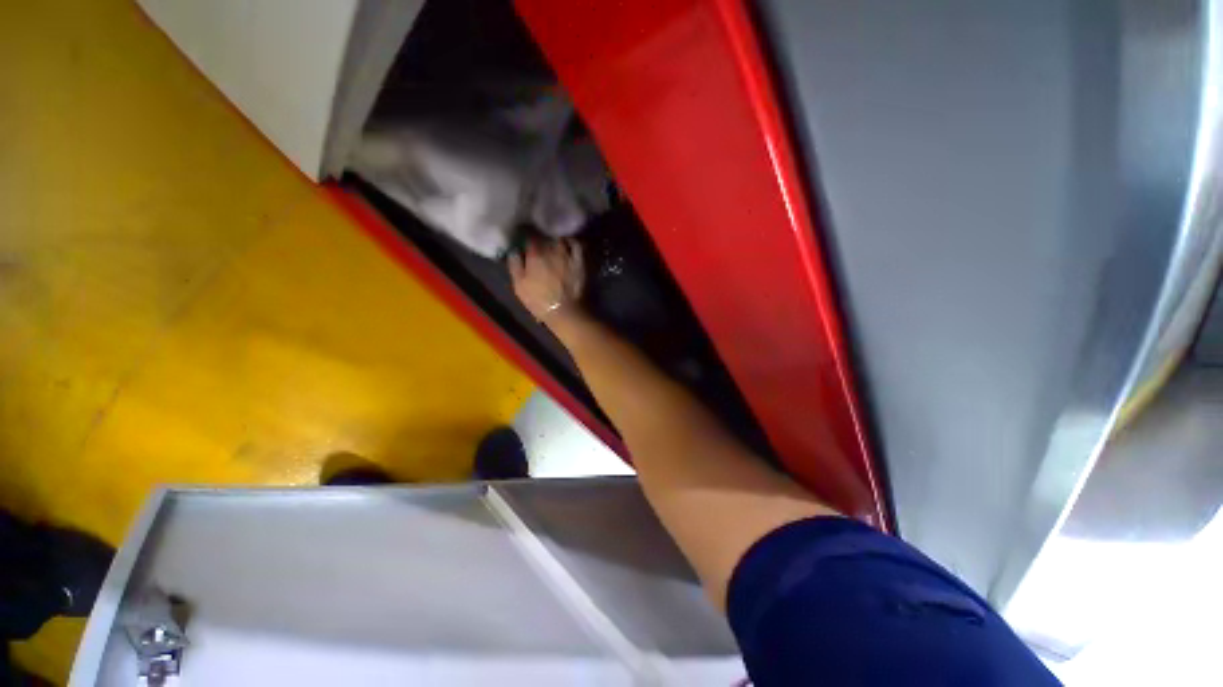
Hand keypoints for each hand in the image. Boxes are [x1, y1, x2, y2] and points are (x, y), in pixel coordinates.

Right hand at [509, 238, 585, 322]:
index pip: (528, 236)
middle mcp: (551, 249)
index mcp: (535, 254)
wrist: (566, 312)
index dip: (525, 238)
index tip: (524, 241)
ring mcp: (568, 254)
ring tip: (553, 244)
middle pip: (545, 236)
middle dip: (541, 238)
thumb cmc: (540, 301)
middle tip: (539, 244)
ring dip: (555, 239)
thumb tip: (514, 251)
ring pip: (560, 238)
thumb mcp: (519, 286)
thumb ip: (515, 265)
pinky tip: (569, 244)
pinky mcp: (580, 261)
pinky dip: (572, 242)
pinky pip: (577, 245)